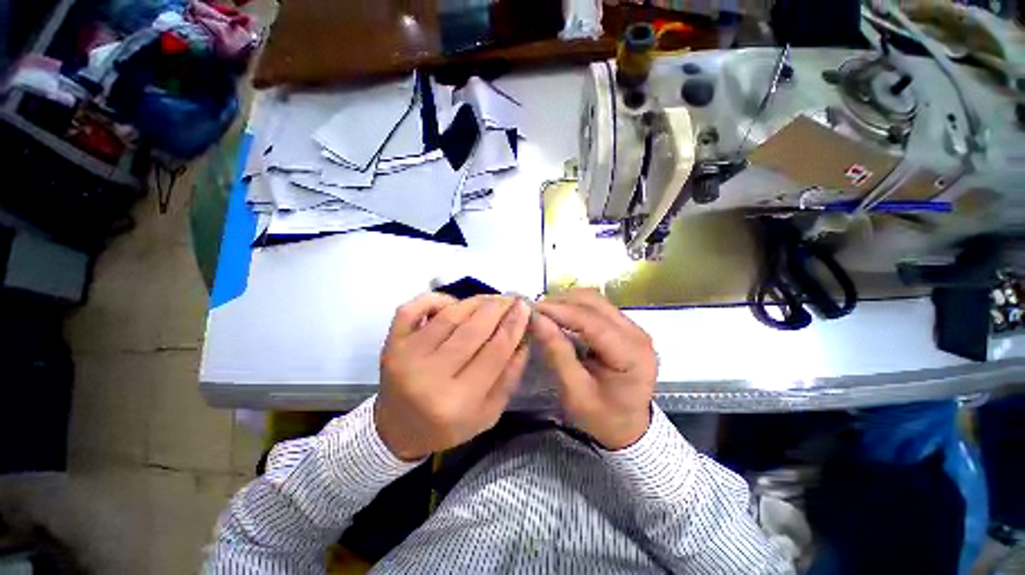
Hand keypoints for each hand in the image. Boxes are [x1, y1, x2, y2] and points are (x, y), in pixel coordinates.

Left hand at [375, 293, 530, 460]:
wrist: (397, 429)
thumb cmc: (447, 425)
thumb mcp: (488, 413)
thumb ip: (510, 377)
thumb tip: (524, 338)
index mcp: (457, 402)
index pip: (495, 351)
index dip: (514, 325)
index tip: (525, 307)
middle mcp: (429, 377)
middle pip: (473, 330)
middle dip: (498, 308)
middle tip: (512, 299)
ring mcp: (406, 356)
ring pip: (449, 316)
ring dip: (476, 302)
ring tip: (492, 299)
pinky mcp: (391, 343)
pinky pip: (412, 309)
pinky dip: (435, 299)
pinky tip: (452, 303)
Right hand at [532, 289, 656, 449]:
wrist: (628, 429)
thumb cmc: (602, 418)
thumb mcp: (575, 392)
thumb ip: (557, 353)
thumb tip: (536, 319)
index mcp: (631, 355)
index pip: (592, 321)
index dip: (560, 311)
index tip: (532, 309)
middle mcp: (637, 334)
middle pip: (595, 303)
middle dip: (561, 302)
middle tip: (535, 312)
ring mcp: (633, 328)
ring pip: (595, 300)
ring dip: (567, 302)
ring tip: (544, 313)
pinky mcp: (625, 327)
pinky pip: (597, 307)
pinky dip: (574, 307)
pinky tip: (559, 316)